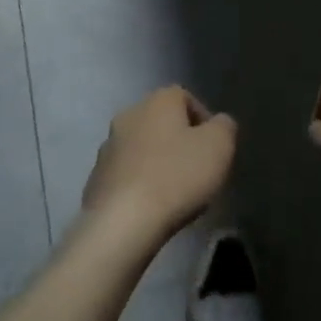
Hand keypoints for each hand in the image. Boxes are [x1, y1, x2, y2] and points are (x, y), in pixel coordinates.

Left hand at [81, 87, 236, 247]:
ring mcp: (108, 146)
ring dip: (157, 162)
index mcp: (158, 100)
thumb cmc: (177, 176)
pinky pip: (125, 175)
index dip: (204, 121)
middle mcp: (129, 114)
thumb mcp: (219, 146)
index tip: (214, 150)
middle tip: (196, 171)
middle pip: (162, 122)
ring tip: (174, 193)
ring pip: (142, 148)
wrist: (123, 223)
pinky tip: (150, 208)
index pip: (185, 97)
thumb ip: (225, 126)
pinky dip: (139, 185)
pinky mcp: (95, 178)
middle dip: (179, 142)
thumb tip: (219, 123)